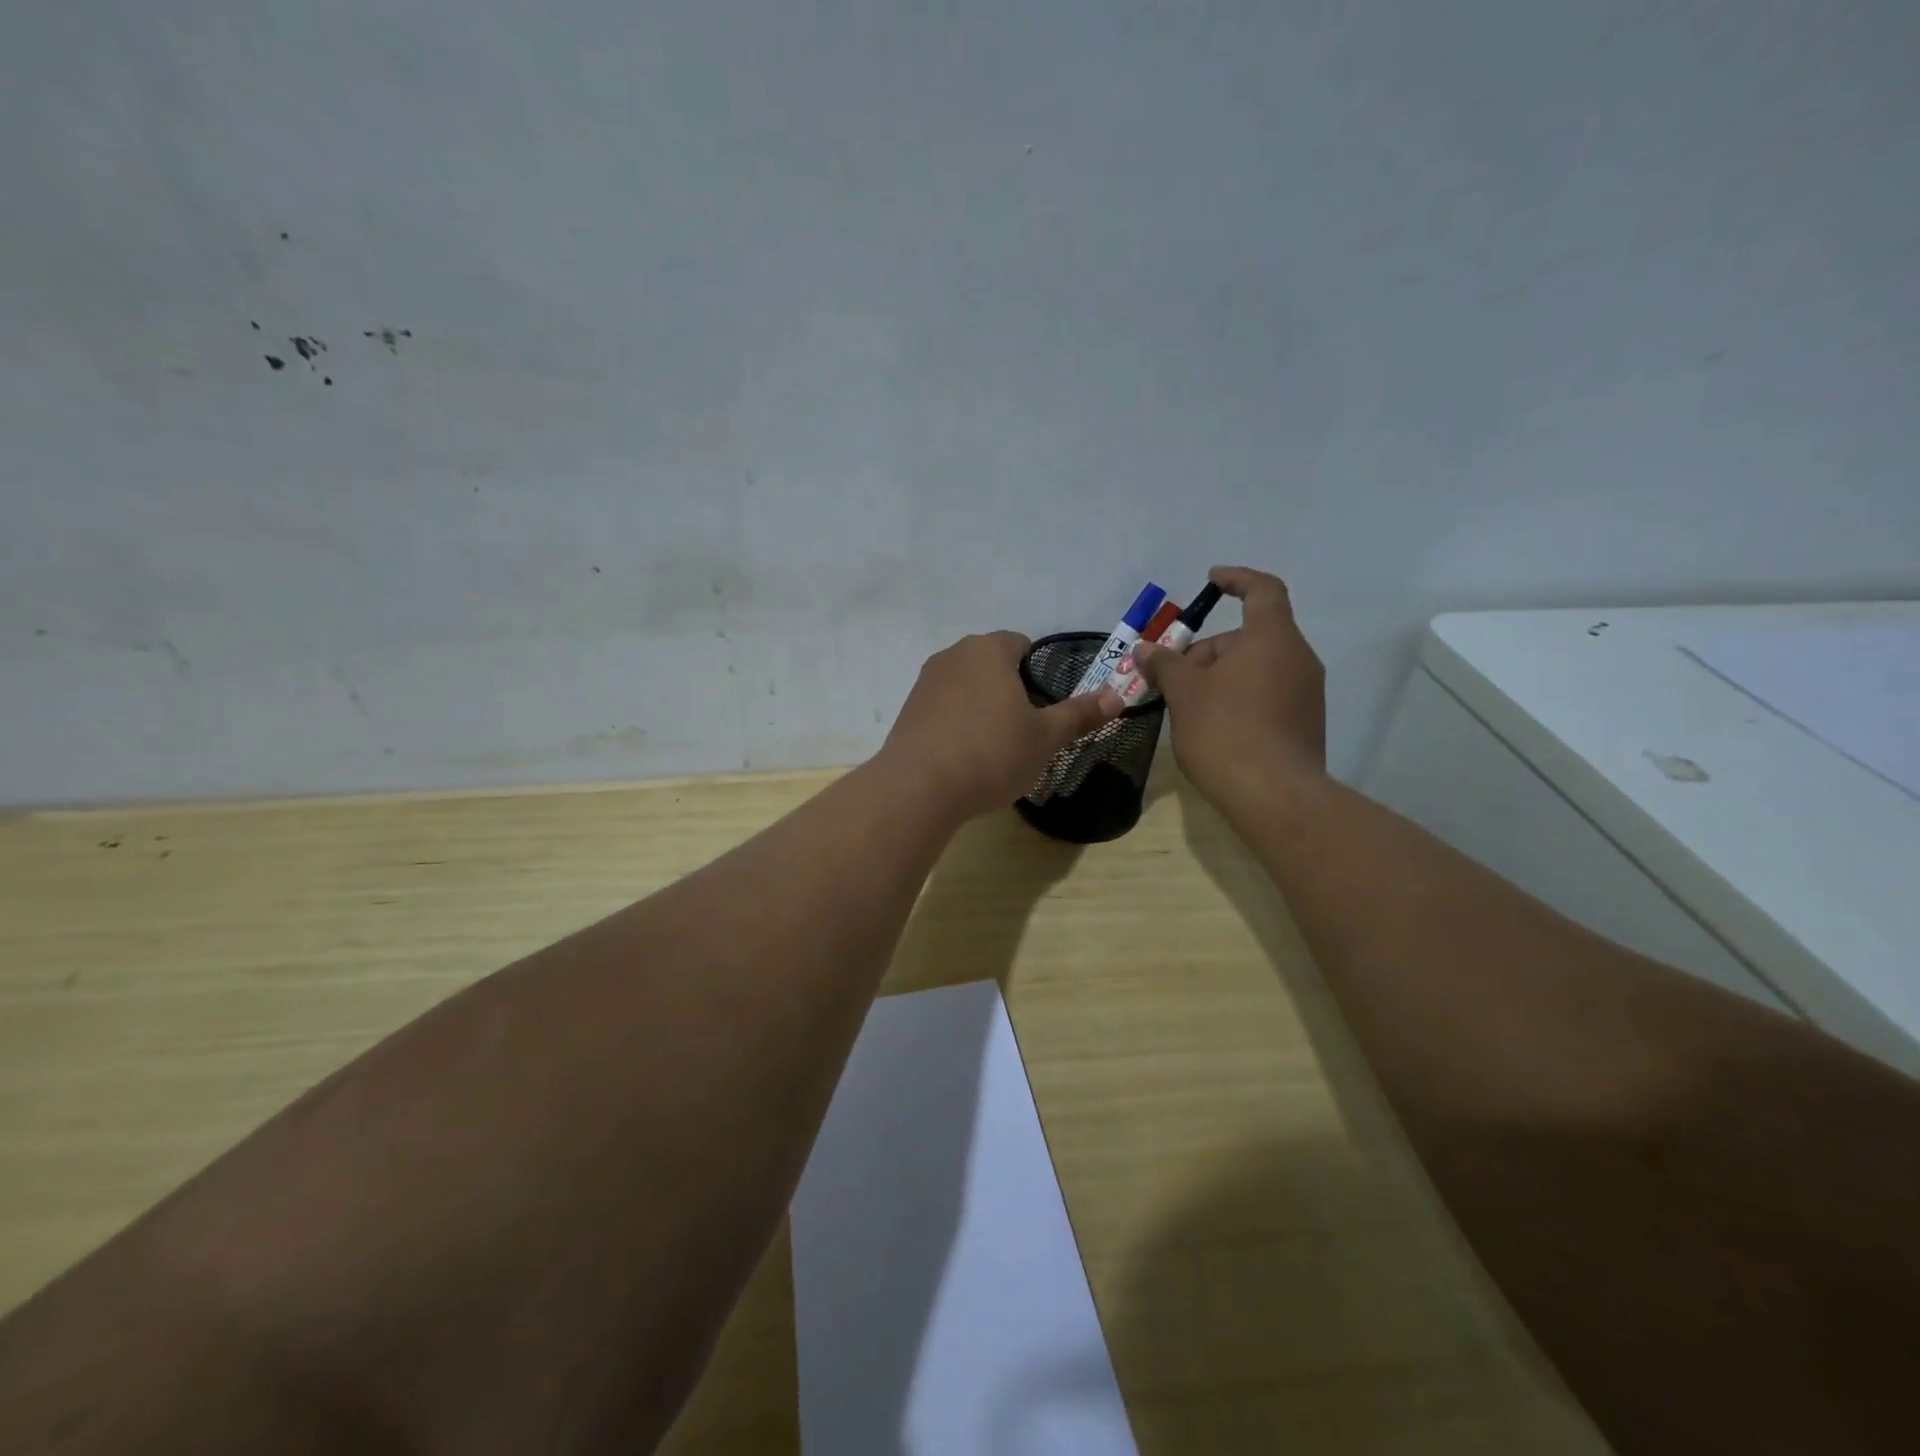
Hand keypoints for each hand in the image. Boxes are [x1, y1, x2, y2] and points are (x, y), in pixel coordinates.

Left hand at [879, 632, 1121, 819]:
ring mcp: (925, 683)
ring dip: (982, 708)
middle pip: (991, 665)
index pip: (1021, 644)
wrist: (919, 787)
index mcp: (988, 650)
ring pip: (966, 687)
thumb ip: (1080, 714)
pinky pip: (943, 709)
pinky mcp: (907, 711)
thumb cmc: (991, 753)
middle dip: (1010, 690)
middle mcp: (952, 655)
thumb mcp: (1046, 737)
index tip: (1045, 706)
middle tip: (1026, 730)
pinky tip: (964, 758)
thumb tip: (1118, 695)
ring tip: (995, 748)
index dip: (1038, 672)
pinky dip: (957, 724)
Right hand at [1134, 566, 1325, 804]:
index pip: (1262, 590)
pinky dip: (1240, 695)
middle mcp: (1298, 658)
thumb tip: (1145, 649)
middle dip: (1209, 649)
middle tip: (1174, 676)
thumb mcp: (1184, 693)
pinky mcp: (1305, 722)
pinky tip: (1213, 725)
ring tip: (1187, 704)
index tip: (1210, 582)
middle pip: (1252, 636)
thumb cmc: (1225, 731)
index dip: (1236, 580)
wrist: (1273, 796)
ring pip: (1259, 666)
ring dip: (1222, 675)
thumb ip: (1165, 664)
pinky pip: (1269, 692)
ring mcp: (1307, 692)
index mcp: (1272, 638)